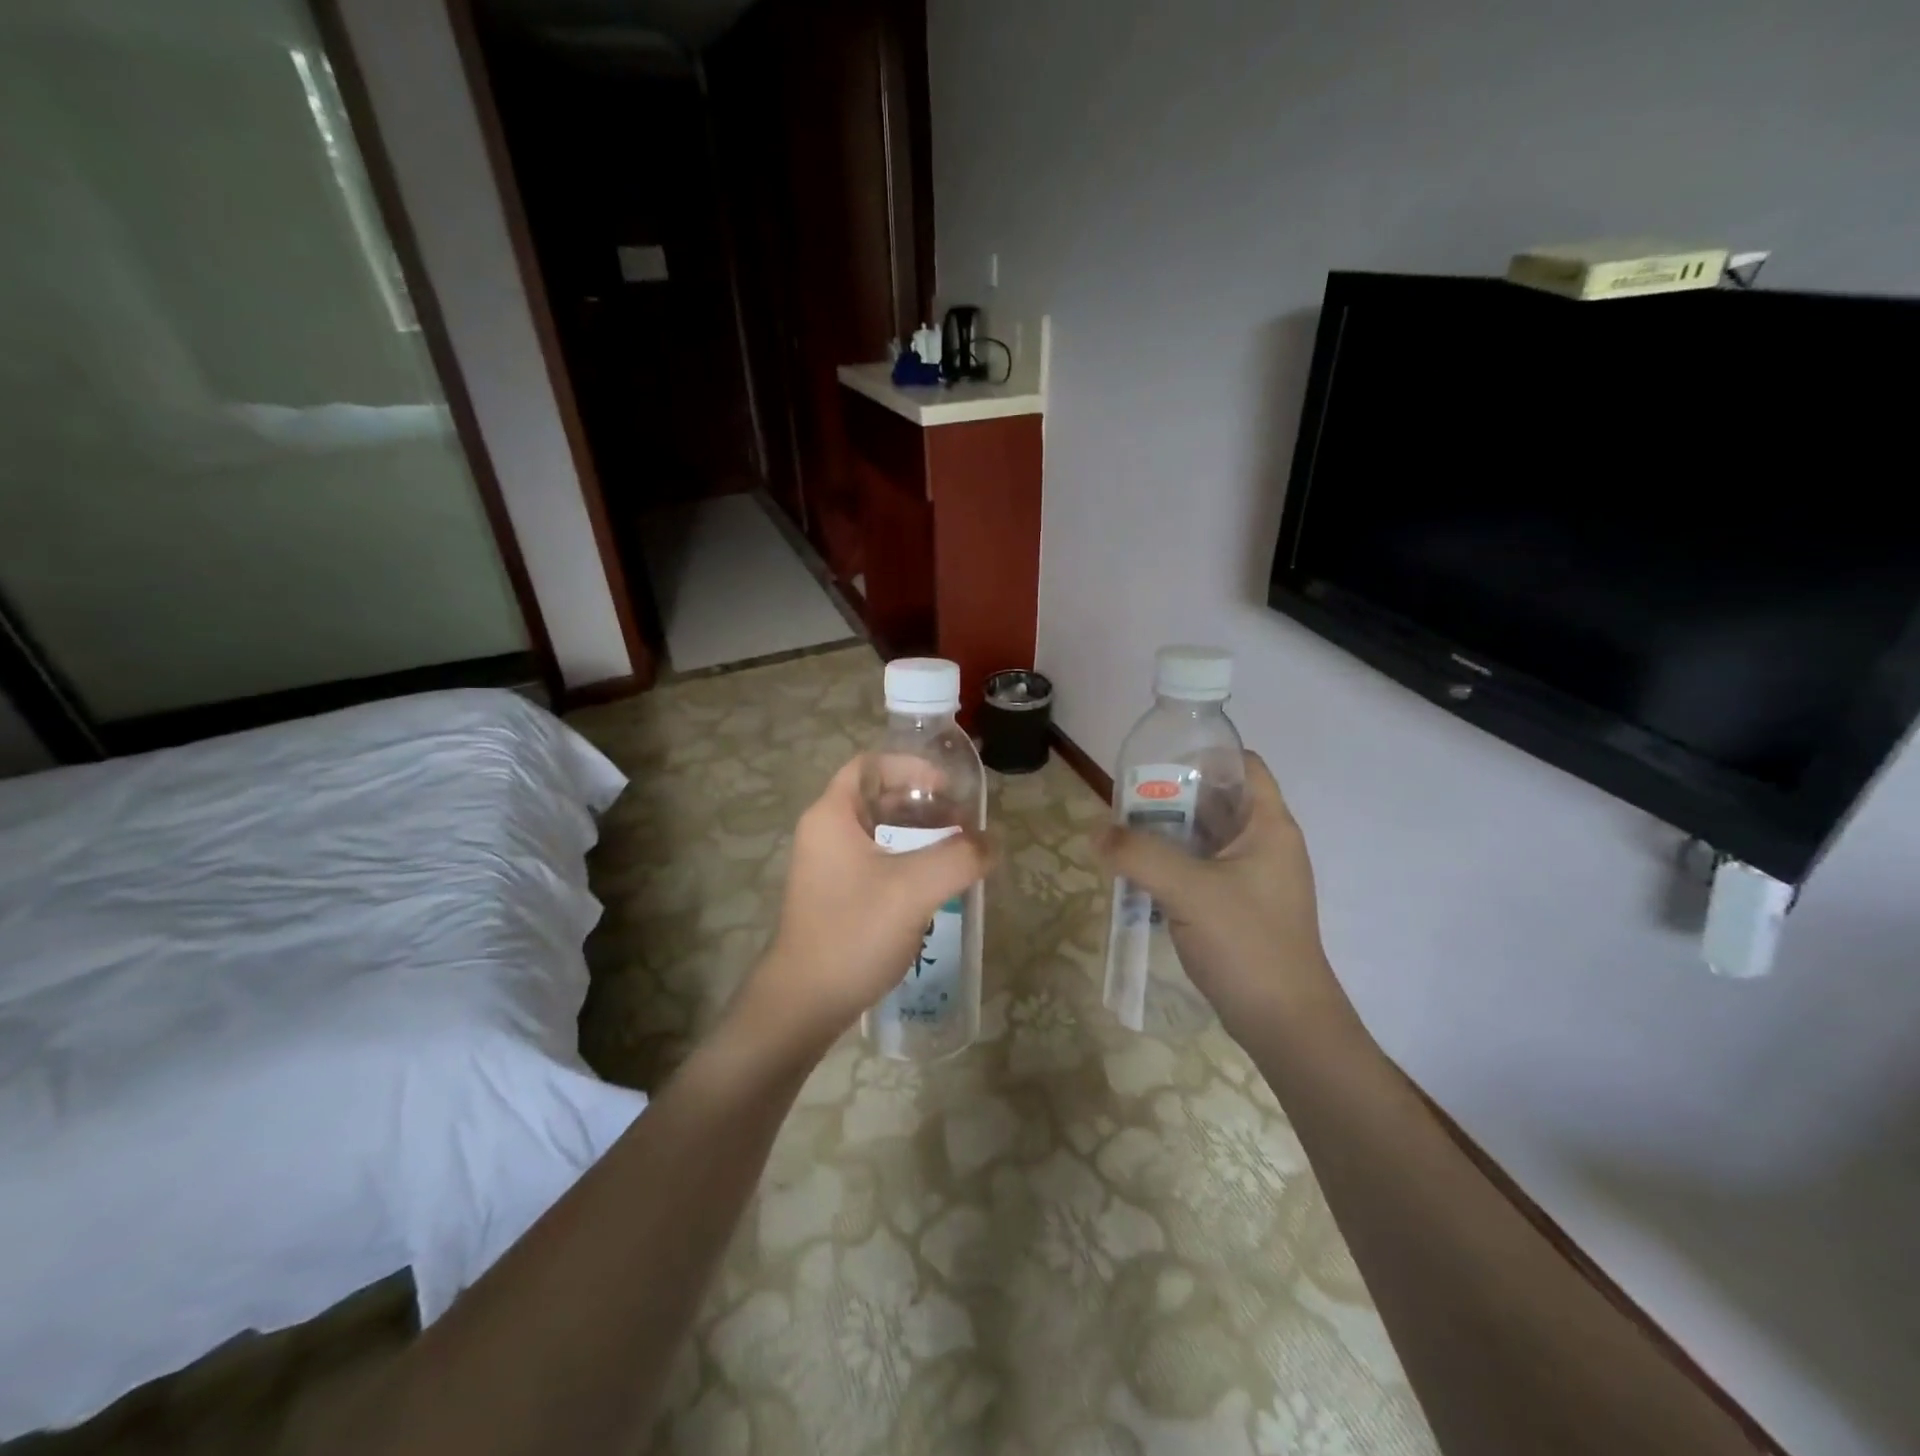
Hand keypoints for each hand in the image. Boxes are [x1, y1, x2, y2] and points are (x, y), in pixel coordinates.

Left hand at [739, 757, 988, 1051]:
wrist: (805, 1002)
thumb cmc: (854, 932)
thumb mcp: (914, 889)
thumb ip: (959, 857)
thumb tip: (992, 841)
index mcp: (832, 815)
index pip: (871, 765)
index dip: (911, 766)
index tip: (948, 788)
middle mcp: (825, 832)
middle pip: (878, 796)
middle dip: (923, 803)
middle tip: (962, 821)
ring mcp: (827, 866)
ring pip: (879, 831)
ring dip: (918, 834)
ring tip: (957, 850)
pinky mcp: (836, 894)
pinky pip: (876, 860)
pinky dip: (907, 860)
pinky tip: (935, 883)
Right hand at [1097, 751, 1355, 1044]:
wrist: (1285, 1024)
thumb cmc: (1248, 943)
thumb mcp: (1189, 890)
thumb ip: (1140, 855)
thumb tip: (1097, 831)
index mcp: (1268, 826)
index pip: (1244, 766)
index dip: (1206, 755)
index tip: (1159, 761)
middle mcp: (1265, 845)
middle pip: (1218, 801)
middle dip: (1172, 796)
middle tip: (1125, 800)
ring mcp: (1253, 879)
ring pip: (1206, 838)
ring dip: (1168, 833)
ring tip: (1123, 833)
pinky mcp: (1239, 908)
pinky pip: (1201, 870)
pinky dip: (1173, 865)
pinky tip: (1139, 874)